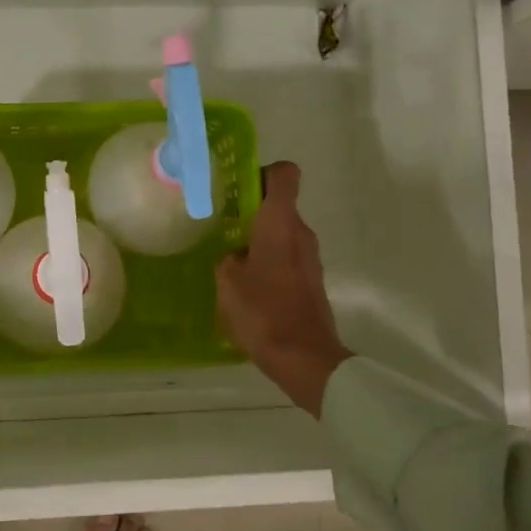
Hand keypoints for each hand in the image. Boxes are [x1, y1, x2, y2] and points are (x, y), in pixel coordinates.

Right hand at [216, 161, 349, 417]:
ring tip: (228, 259)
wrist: (304, 357)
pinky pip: (285, 259)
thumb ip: (228, 259)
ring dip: (258, 240)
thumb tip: (235, 255)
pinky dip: (267, 263)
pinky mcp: (310, 282)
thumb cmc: (262, 311)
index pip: (284, 175)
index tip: (238, 187)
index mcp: (280, 223)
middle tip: (220, 226)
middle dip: (251, 212)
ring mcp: (309, 259)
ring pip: (281, 234)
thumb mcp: (227, 281)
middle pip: (279, 206)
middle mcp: (300, 233)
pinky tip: (246, 287)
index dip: (262, 173)